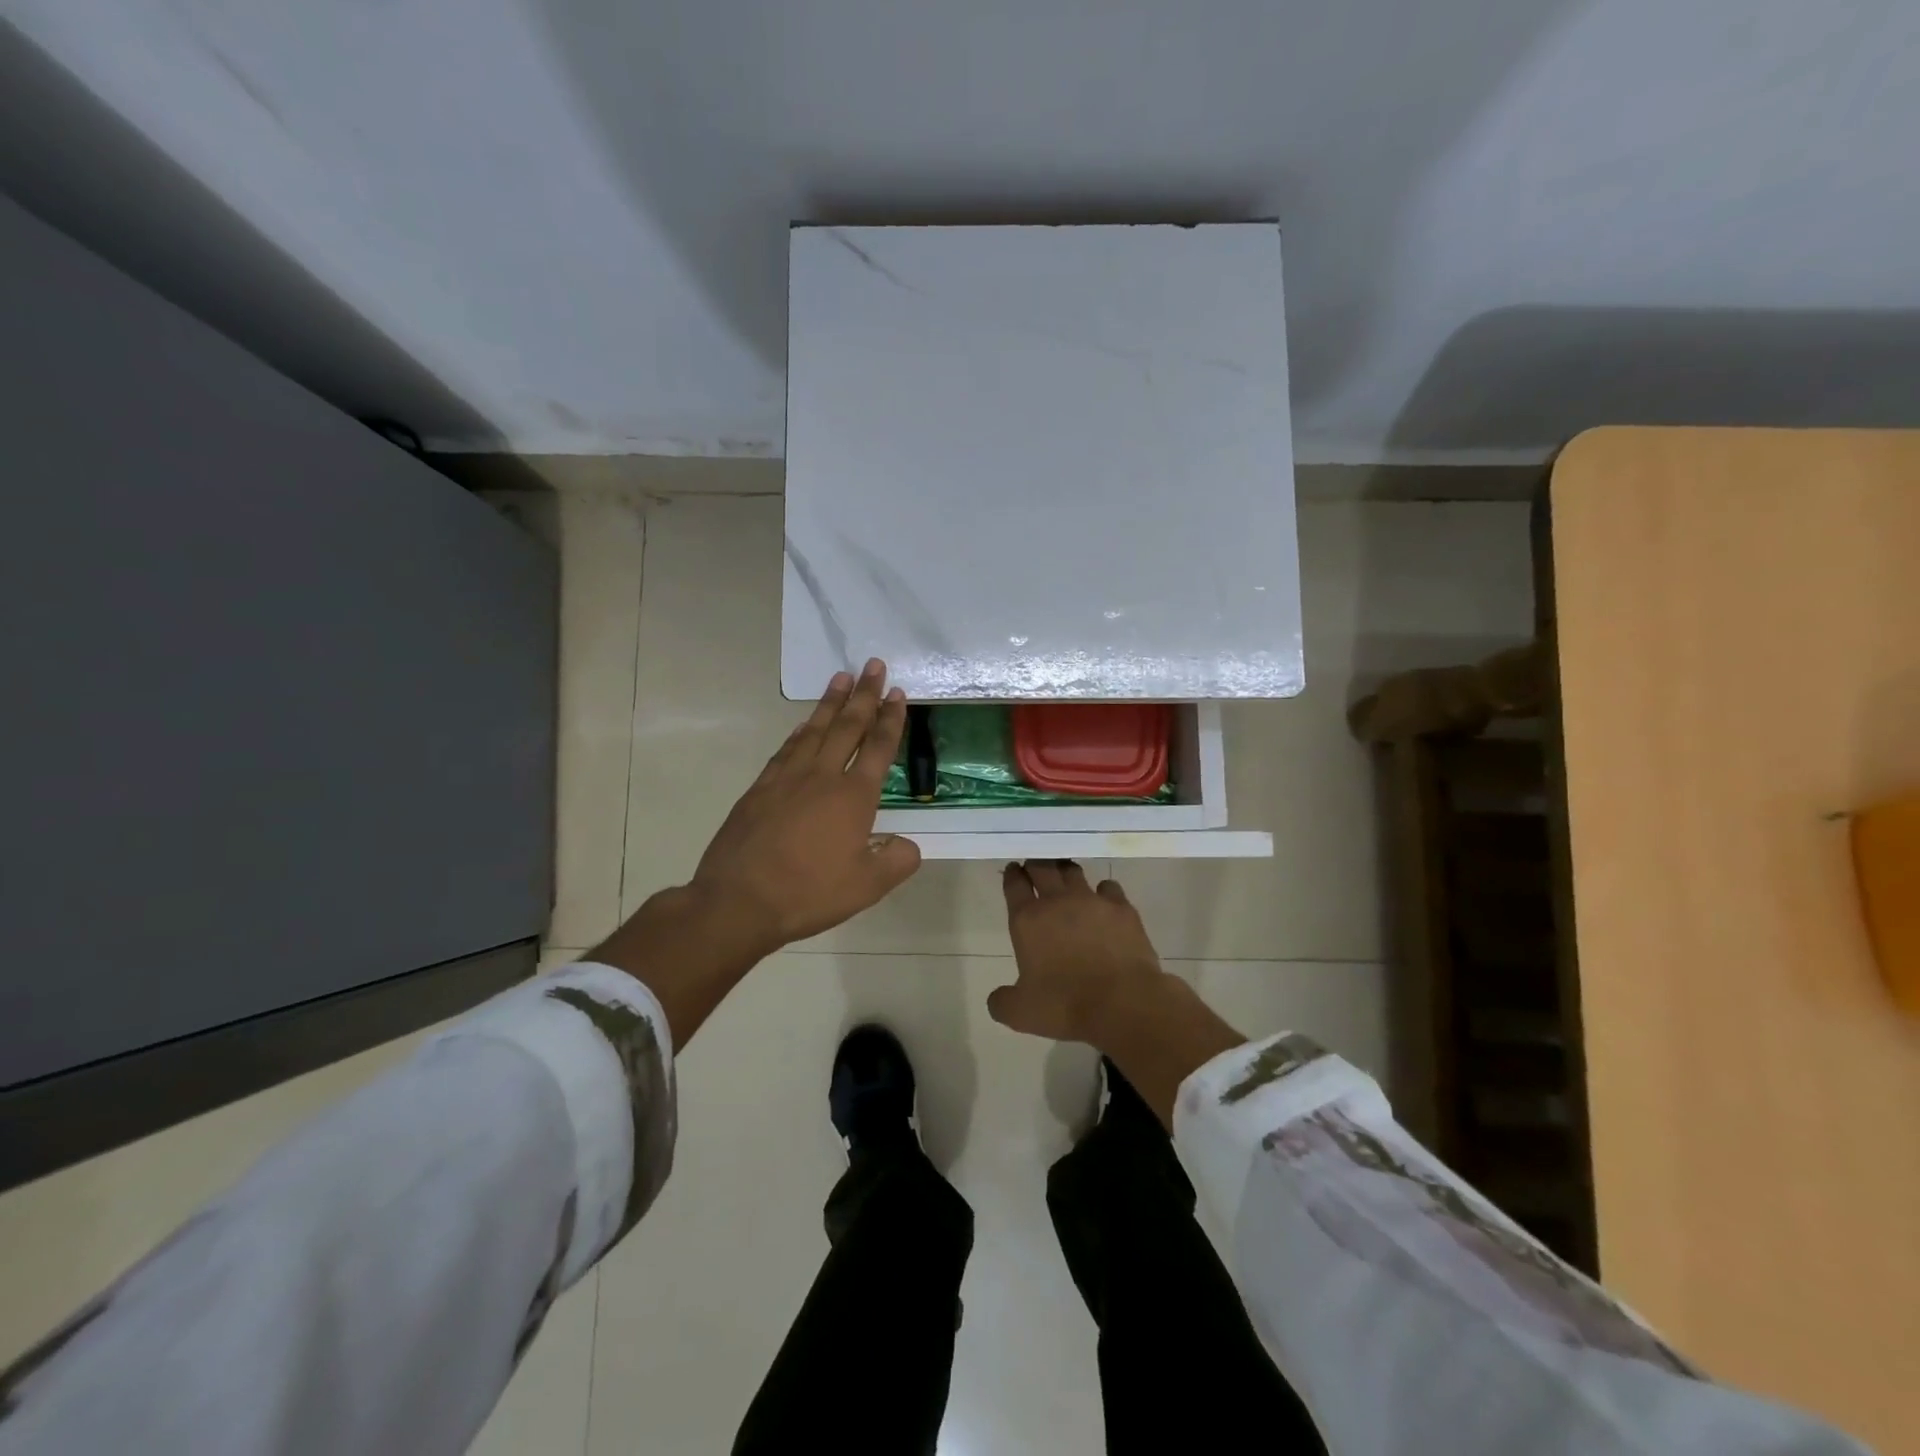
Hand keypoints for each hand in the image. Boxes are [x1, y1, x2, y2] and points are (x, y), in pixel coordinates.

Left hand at [690, 660, 921, 952]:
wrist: (739, 900)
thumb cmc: (809, 892)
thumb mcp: (867, 886)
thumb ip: (897, 861)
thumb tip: (908, 844)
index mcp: (854, 796)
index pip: (879, 748)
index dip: (891, 719)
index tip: (897, 692)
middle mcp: (822, 776)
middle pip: (848, 726)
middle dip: (864, 694)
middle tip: (872, 665)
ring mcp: (787, 778)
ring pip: (814, 729)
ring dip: (830, 702)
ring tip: (841, 677)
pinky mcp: (760, 788)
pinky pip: (787, 748)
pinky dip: (800, 731)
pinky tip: (803, 724)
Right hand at [989, 860, 1244, 1125]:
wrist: (1122, 1003)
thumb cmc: (1065, 1005)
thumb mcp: (1021, 1013)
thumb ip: (1002, 1001)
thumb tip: (997, 998)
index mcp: (1028, 920)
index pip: (1015, 885)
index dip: (1013, 875)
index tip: (1014, 870)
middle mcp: (1057, 901)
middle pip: (1042, 867)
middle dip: (1036, 864)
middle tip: (1035, 867)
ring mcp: (1091, 900)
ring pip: (1074, 871)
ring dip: (1066, 871)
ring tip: (1065, 876)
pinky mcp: (1122, 907)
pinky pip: (1109, 887)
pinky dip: (1103, 891)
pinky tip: (1104, 901)